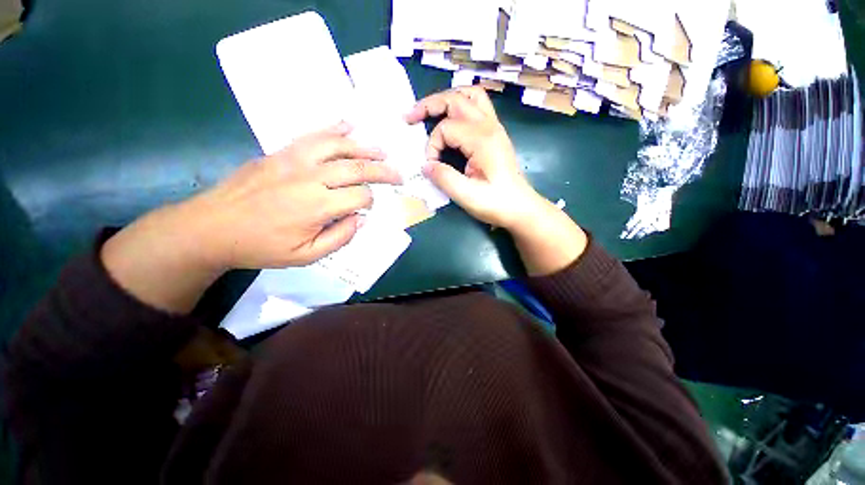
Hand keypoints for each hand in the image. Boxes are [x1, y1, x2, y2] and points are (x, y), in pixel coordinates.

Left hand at [187, 123, 400, 269]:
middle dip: (383, 171)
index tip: (367, 209)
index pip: (360, 196)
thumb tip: (360, 218)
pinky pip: (312, 135)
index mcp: (318, 206)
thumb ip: (339, 237)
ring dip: (365, 148)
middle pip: (357, 168)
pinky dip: (333, 128)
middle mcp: (311, 177)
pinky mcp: (280, 152)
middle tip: (398, 174)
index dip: (371, 202)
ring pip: (339, 146)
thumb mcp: (305, 256)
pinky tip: (348, 125)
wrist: (212, 226)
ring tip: (382, 151)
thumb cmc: (261, 246)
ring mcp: (294, 160)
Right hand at [405, 86, 540, 229]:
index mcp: (482, 140)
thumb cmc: (496, 204)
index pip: (446, 128)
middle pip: (456, 99)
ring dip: (448, 99)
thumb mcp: (467, 196)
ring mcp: (495, 127)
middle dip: (430, 105)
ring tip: (430, 111)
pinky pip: (478, 106)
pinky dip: (461, 106)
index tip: (431, 166)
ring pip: (470, 96)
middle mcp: (489, 126)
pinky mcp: (495, 134)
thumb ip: (444, 178)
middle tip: (410, 117)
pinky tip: (451, 119)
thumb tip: (425, 165)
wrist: (521, 208)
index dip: (432, 146)